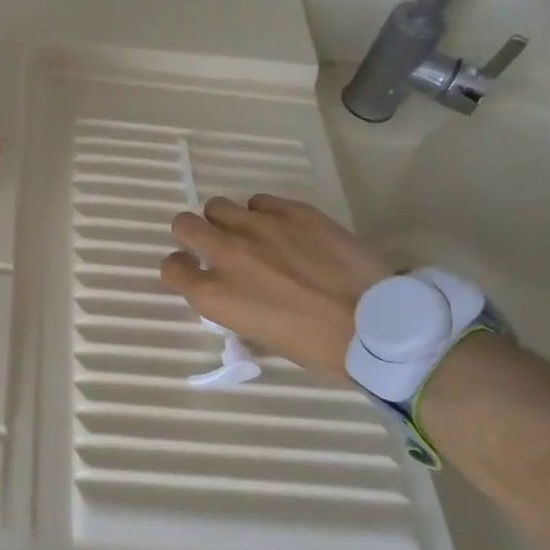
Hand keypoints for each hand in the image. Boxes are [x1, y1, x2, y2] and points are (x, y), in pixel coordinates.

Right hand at [160, 195, 390, 381]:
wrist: (377, 325)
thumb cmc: (318, 348)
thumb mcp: (261, 335)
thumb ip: (235, 303)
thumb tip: (233, 289)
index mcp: (216, 295)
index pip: (171, 268)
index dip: (180, 270)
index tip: (193, 272)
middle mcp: (228, 254)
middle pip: (184, 224)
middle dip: (191, 233)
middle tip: (212, 244)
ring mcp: (259, 227)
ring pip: (218, 205)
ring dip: (226, 220)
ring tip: (249, 233)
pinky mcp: (292, 211)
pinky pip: (260, 201)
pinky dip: (263, 213)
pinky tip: (282, 228)